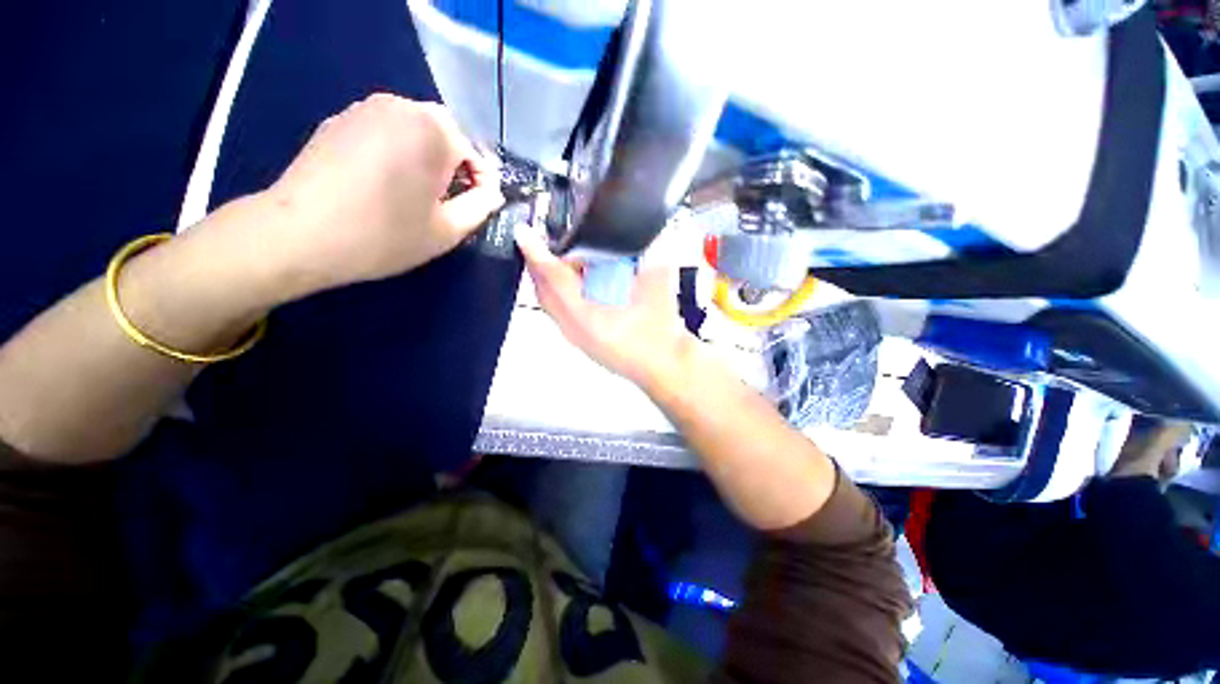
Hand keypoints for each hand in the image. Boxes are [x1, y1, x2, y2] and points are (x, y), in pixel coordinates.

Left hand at [262, 93, 503, 296]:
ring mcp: (366, 108)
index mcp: (434, 132)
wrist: (301, 234)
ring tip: (418, 191)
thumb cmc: (385, 235)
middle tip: (449, 200)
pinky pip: (385, 129)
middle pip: (447, 133)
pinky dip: (398, 150)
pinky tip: (386, 181)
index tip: (477, 210)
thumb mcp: (448, 230)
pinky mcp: (340, 119)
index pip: (476, 155)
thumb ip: (481, 207)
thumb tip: (493, 193)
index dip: (483, 185)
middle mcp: (402, 107)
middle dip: (456, 165)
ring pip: (415, 128)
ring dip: (428, 155)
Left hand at [515, 224, 696, 388]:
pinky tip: (585, 284)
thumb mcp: (658, 289)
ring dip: (554, 280)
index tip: (524, 233)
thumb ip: (649, 259)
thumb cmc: (662, 337)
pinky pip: (563, 313)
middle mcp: (574, 329)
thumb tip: (647, 237)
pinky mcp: (585, 341)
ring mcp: (577, 338)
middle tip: (545, 243)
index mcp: (585, 317)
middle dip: (541, 266)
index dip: (537, 253)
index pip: (551, 280)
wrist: (667, 369)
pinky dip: (565, 293)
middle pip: (544, 293)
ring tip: (568, 261)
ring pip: (552, 304)